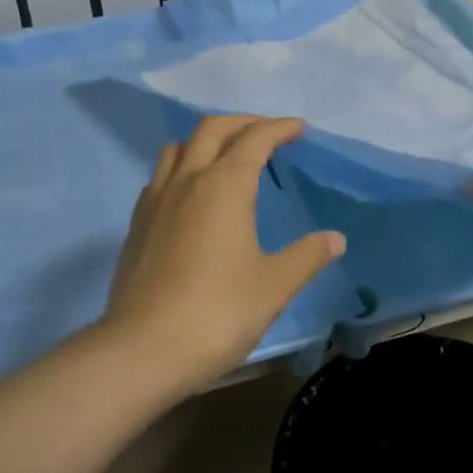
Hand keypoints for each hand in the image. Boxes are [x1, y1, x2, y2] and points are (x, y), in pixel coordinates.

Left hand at [102, 115, 345, 393]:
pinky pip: (161, 176)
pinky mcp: (137, 224)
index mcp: (224, 186)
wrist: (143, 349)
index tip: (298, 128)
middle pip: (212, 129)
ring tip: (226, 157)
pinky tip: (192, 195)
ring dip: (206, 141)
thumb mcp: (273, 286)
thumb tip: (335, 239)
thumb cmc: (218, 312)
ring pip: (178, 148)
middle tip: (266, 133)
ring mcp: (156, 200)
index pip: (255, 139)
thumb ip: (306, 256)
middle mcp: (187, 181)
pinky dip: (182, 168)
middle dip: (243, 123)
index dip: (279, 128)